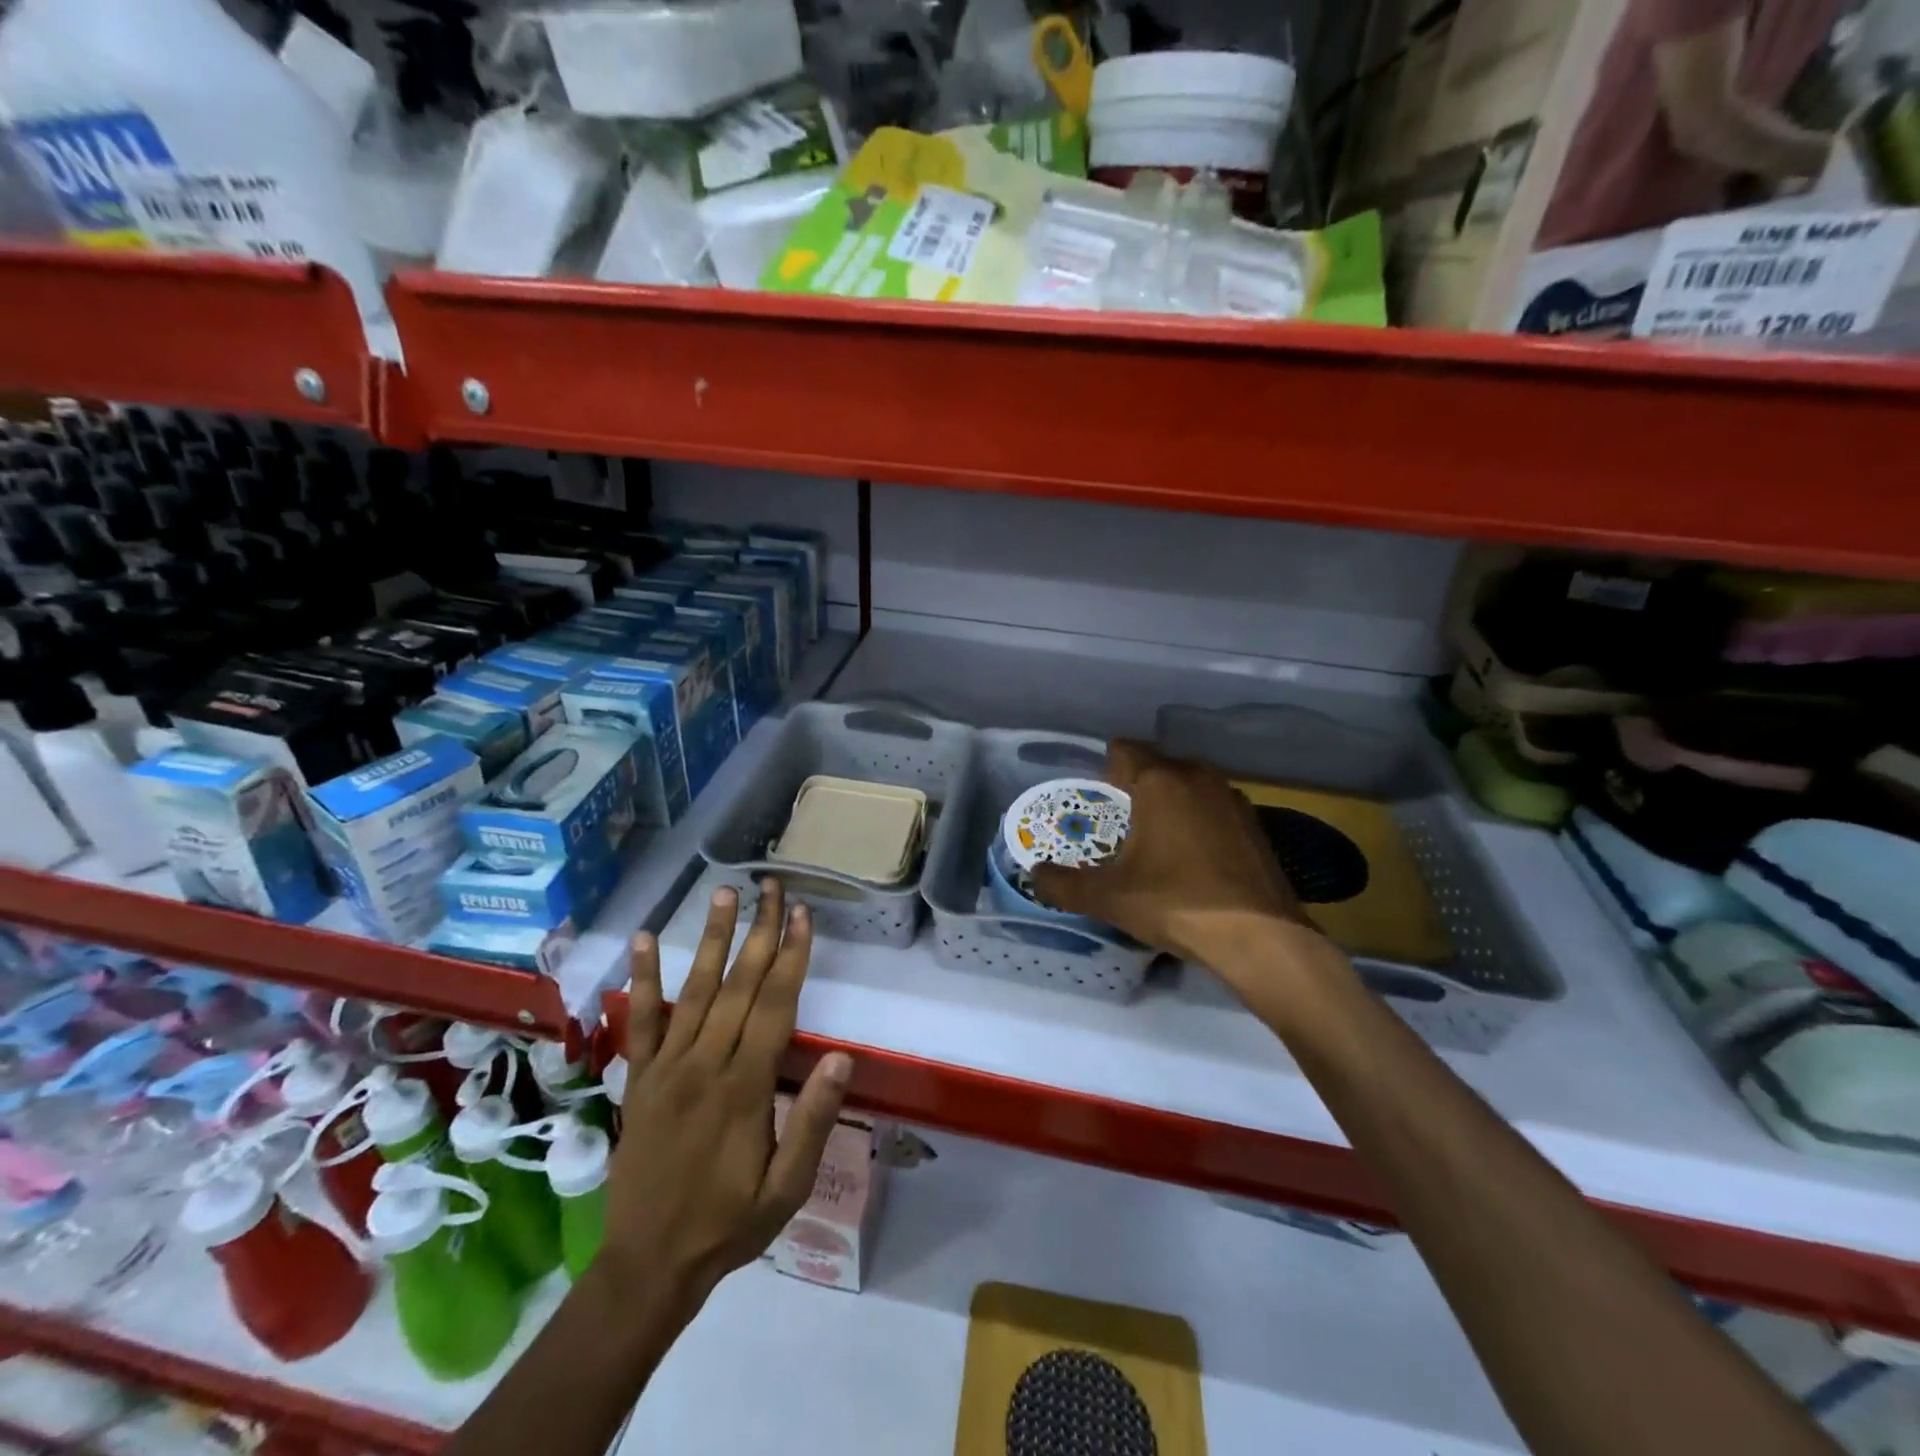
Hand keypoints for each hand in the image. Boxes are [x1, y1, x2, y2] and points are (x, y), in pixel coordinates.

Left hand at [598, 879, 852, 1319]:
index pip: (775, 1005)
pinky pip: (641, 1021)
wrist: (647, 1265)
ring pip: (694, 990)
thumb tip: (842, 1056)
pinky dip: (643, 978)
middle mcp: (705, 1065)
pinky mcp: (639, 1078)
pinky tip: (645, 939)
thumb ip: (812, 1121)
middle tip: (773, 886)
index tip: (802, 914)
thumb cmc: (729, 1223)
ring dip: (712, 938)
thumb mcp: (787, 1188)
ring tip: (723, 893)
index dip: (792, 956)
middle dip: (761, 931)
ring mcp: (667, 1068)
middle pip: (739, 985)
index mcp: (746, 1088)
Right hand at [1031, 740, 1332, 989]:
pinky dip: (1198, 823)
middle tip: (1117, 824)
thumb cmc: (1176, 904)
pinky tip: (1192, 860)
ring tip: (1153, 842)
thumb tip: (1034, 875)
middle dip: (1135, 788)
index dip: (1104, 769)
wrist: (1261, 939)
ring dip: (1169, 804)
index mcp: (1160, 781)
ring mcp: (1232, 799)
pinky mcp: (1255, 825)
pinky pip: (1213, 809)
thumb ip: (1063, 884)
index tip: (1095, 799)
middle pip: (1157, 766)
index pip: (1124, 749)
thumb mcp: (1108, 898)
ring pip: (1188, 786)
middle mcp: (1198, 777)